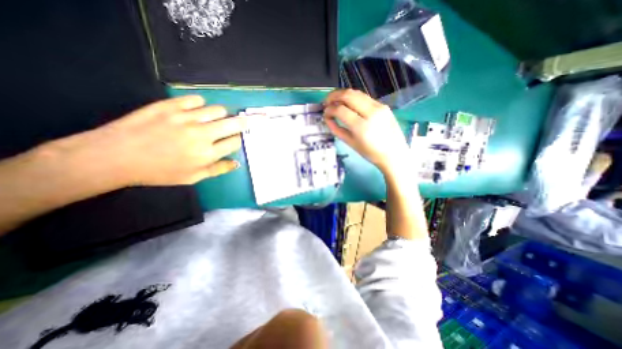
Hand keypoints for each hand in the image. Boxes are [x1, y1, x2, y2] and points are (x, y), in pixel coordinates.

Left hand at [49, 96, 247, 186]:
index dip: (237, 140)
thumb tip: (237, 162)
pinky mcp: (170, 106)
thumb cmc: (159, 171)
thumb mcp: (192, 177)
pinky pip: (196, 99)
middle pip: (233, 124)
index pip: (235, 142)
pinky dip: (201, 105)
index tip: (233, 140)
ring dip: (221, 115)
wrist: (116, 156)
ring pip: (218, 110)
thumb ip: (218, 169)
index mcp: (207, 154)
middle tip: (241, 123)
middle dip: (242, 123)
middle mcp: (202, 134)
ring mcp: (186, 118)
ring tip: (214, 118)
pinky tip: (196, 111)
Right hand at [323, 89, 410, 173]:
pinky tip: (348, 104)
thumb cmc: (371, 153)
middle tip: (326, 102)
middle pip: (348, 95)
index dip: (329, 110)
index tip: (325, 113)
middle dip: (333, 96)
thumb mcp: (350, 143)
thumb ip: (336, 129)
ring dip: (343, 94)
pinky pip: (364, 97)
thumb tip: (327, 118)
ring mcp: (379, 107)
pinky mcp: (383, 105)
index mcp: (362, 127)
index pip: (340, 110)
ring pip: (357, 92)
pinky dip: (353, 98)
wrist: (394, 154)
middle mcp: (371, 112)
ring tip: (335, 101)